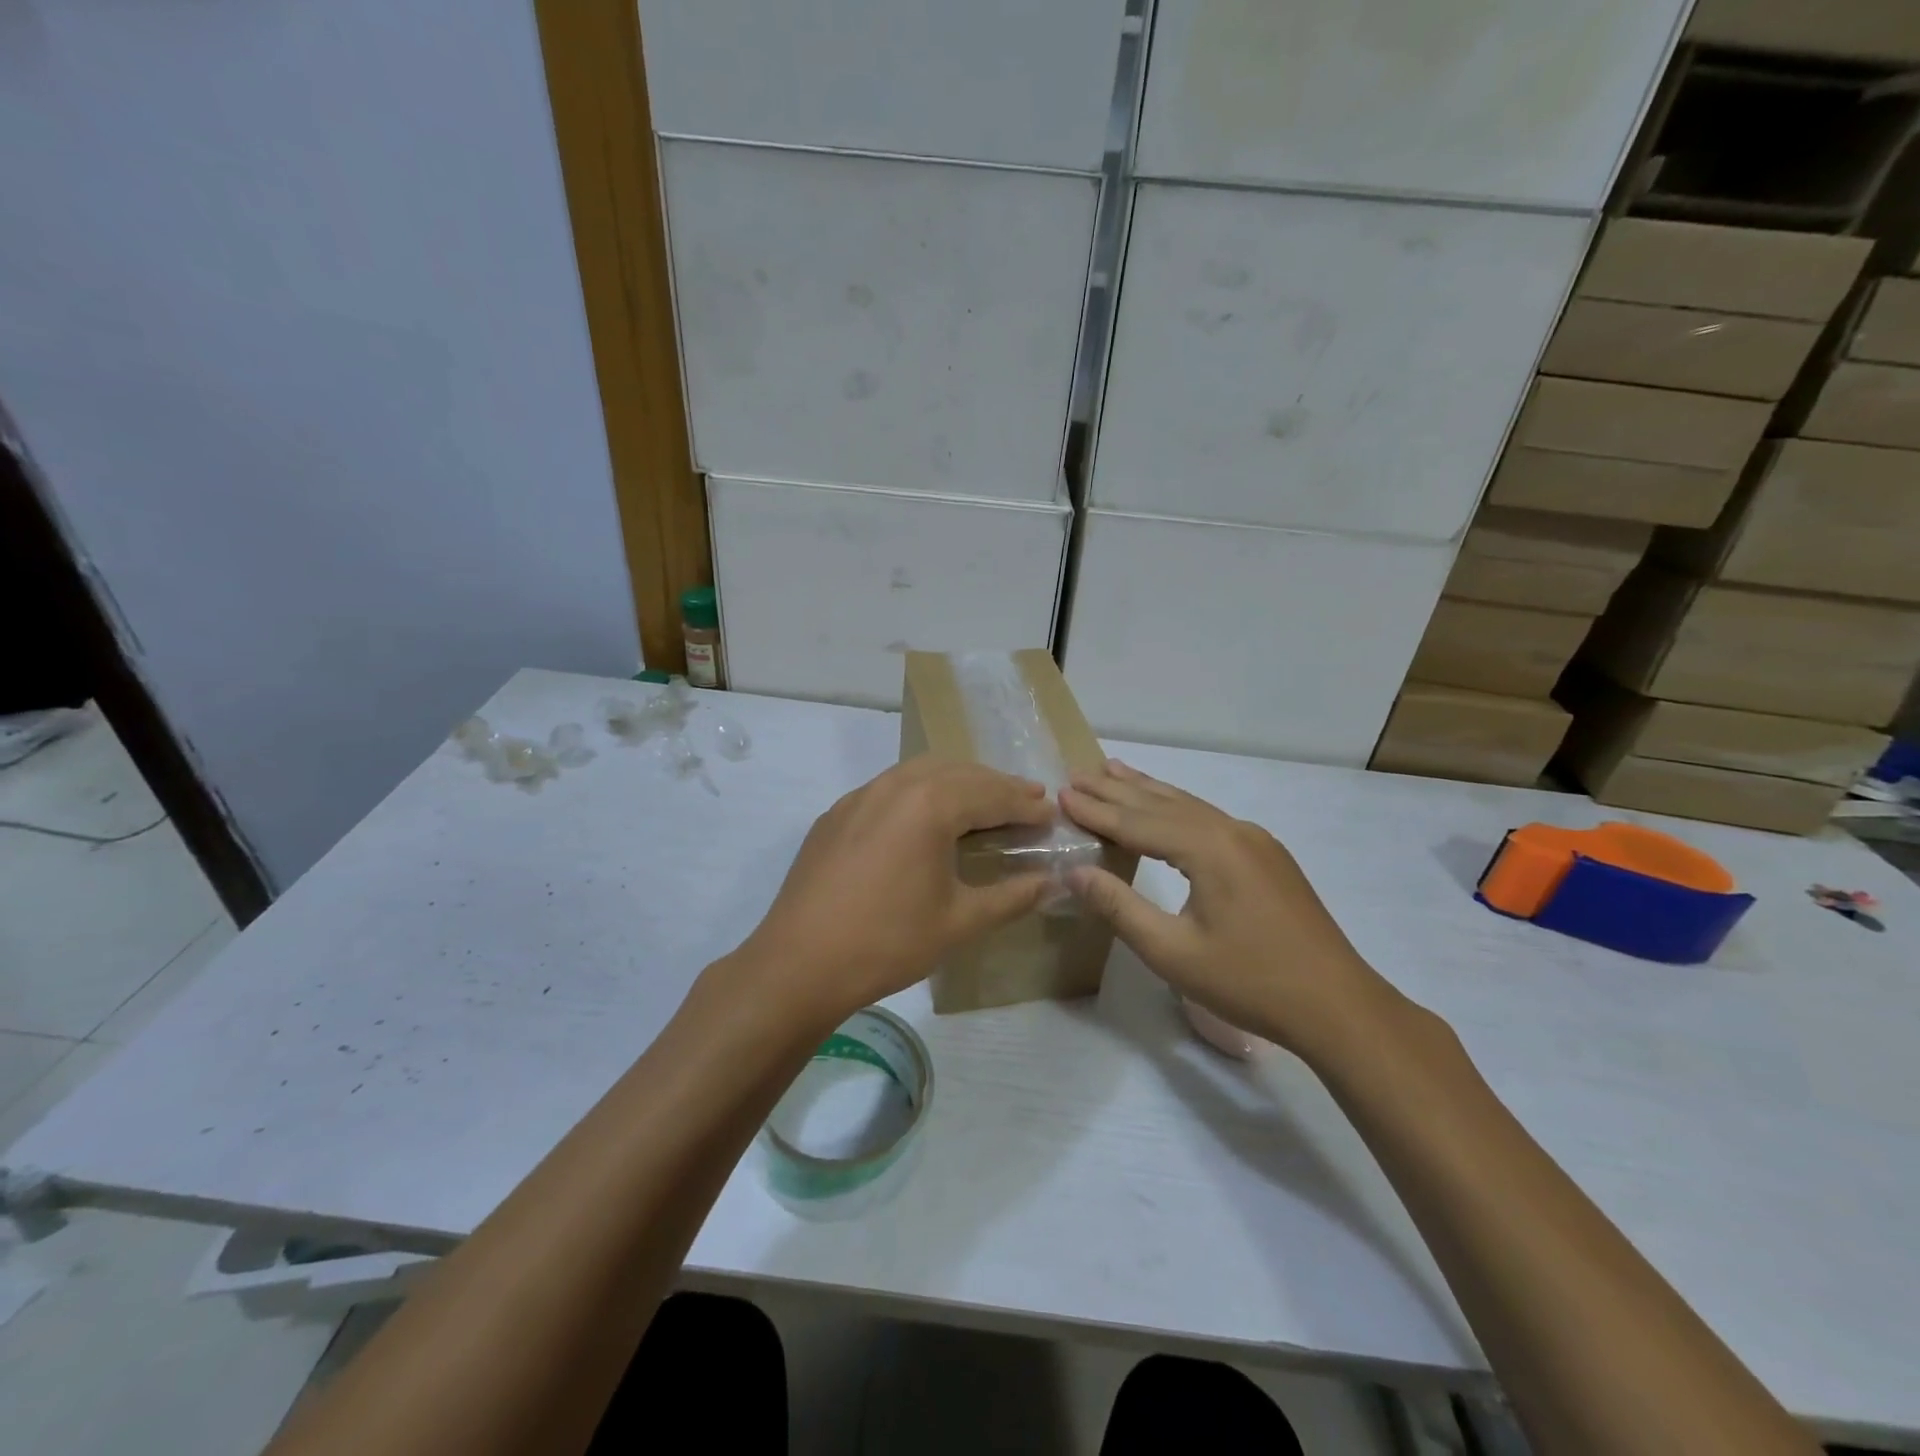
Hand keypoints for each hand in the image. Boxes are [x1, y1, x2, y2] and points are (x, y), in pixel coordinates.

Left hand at [737, 758, 1054, 1021]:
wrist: (798, 964)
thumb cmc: (887, 942)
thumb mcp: (959, 922)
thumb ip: (1011, 897)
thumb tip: (1051, 883)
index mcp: (929, 805)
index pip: (991, 794)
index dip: (1025, 804)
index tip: (1051, 812)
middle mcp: (895, 786)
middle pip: (958, 773)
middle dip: (996, 785)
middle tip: (1027, 799)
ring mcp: (860, 796)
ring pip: (920, 772)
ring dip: (958, 782)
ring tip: (983, 802)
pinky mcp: (836, 814)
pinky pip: (889, 788)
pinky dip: (920, 792)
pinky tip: (925, 817)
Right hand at [1060, 760, 1401, 1064]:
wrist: (1338, 1006)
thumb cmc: (1250, 982)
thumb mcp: (1173, 952)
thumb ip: (1120, 907)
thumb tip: (1074, 872)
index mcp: (1210, 849)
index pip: (1139, 822)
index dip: (1098, 811)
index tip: (1062, 794)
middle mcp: (1234, 831)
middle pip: (1163, 804)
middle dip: (1118, 790)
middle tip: (1079, 773)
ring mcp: (1256, 841)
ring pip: (1190, 806)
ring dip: (1148, 790)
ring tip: (1113, 769)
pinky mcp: (1268, 857)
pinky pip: (1210, 820)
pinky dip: (1177, 808)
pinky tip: (1168, 806)